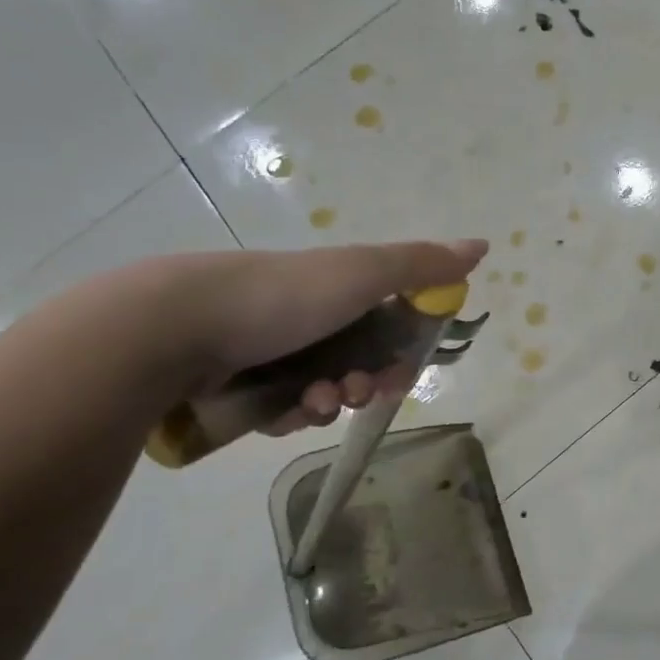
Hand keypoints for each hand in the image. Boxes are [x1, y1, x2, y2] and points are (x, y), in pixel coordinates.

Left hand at [162, 239, 487, 432]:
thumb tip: (482, 245)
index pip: (388, 324)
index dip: (402, 351)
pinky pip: (282, 410)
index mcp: (336, 289)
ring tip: (309, 402)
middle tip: (356, 390)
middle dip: (365, 383)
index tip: (401, 372)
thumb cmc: (284, 295)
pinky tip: (278, 411)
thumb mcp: (362, 272)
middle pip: (358, 362)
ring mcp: (269, 351)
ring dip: (328, 402)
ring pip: (322, 391)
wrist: (177, 326)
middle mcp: (307, 317)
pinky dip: (288, 414)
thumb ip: (422, 264)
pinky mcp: (237, 385)